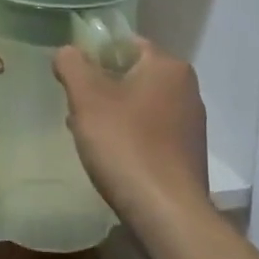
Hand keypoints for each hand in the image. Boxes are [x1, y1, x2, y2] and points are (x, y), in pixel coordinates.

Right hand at [54, 39, 208, 227]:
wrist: (167, 215)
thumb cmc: (126, 146)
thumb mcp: (87, 98)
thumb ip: (72, 65)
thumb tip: (67, 52)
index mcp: (168, 66)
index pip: (125, 43)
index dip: (94, 56)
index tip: (72, 79)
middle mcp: (186, 88)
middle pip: (131, 74)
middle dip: (101, 88)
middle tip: (75, 109)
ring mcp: (190, 123)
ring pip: (139, 104)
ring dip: (112, 114)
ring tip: (87, 136)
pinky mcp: (188, 154)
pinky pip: (151, 132)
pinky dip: (129, 137)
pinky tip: (111, 158)